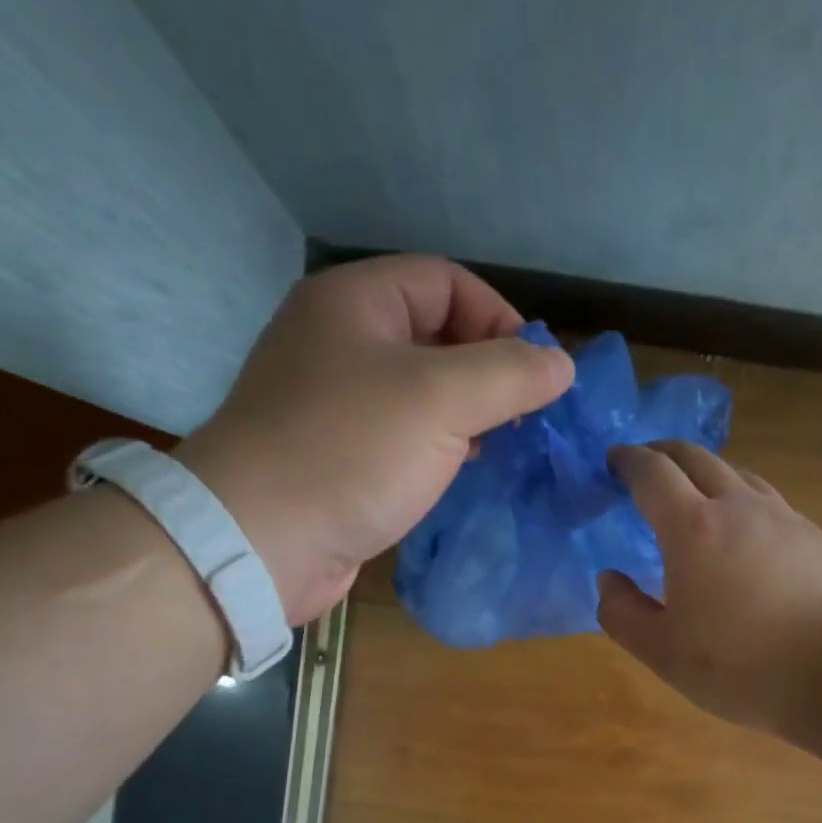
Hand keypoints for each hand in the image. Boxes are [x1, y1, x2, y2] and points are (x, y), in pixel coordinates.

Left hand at [176, 255, 574, 624]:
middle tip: (525, 416)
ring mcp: (334, 403)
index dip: (500, 318)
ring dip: (468, 414)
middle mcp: (340, 342)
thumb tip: (561, 364)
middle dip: (488, 372)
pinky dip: (438, 447)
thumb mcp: (441, 400)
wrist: (260, 541)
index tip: (537, 374)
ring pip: (421, 392)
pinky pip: (401, 436)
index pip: (446, 281)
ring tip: (503, 446)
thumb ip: (510, 374)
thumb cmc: (351, 452)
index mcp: (355, 302)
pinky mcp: (337, 456)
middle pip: (435, 336)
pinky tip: (462, 472)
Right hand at [597, 442, 821, 735]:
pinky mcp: (814, 536)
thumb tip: (609, 579)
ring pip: (737, 474)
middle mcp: (738, 506)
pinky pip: (767, 501)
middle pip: (696, 457)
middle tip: (646, 465)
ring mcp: (783, 517)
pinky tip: (744, 533)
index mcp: (692, 527)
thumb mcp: (662, 652)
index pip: (653, 473)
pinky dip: (741, 499)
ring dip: (706, 473)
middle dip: (664, 453)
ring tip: (694, 495)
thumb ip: (622, 613)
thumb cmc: (740, 664)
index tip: (614, 461)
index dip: (628, 461)